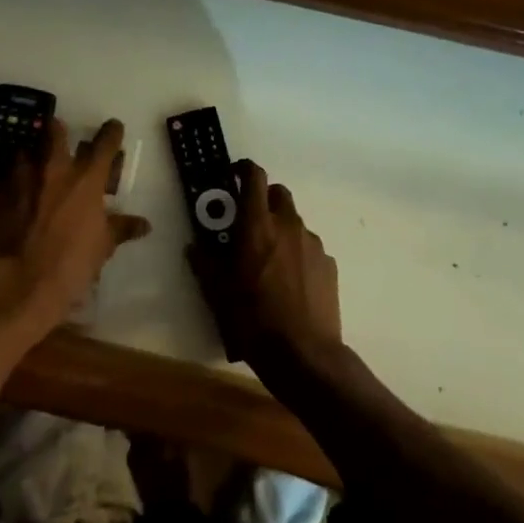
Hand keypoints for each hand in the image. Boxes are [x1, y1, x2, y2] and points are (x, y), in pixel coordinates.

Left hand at [0, 118, 149, 350]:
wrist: (16, 286)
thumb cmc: (69, 266)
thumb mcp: (101, 248)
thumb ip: (120, 229)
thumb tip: (143, 224)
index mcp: (85, 178)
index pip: (105, 142)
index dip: (111, 132)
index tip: (113, 128)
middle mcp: (52, 168)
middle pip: (55, 130)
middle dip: (59, 132)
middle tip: (61, 143)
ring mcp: (18, 177)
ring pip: (24, 152)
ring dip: (30, 160)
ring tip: (32, 176)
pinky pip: (1, 181)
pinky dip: (8, 188)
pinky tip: (9, 205)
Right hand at [188, 159, 340, 379]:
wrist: (303, 354)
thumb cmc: (252, 319)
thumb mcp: (217, 292)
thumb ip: (204, 263)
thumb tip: (194, 247)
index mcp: (257, 226)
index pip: (254, 178)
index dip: (244, 169)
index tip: (234, 174)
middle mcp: (288, 225)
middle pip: (278, 193)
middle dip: (263, 199)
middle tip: (249, 221)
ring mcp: (313, 244)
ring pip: (294, 221)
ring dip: (280, 228)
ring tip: (269, 259)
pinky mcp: (329, 264)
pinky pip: (309, 247)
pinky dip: (297, 252)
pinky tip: (290, 281)